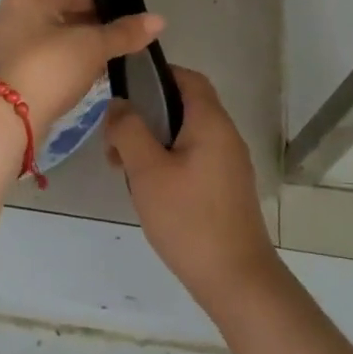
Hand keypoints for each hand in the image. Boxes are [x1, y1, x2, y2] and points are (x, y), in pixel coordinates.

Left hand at [0, 0, 164, 130]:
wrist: (8, 120)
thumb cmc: (50, 68)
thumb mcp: (93, 46)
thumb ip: (125, 32)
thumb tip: (159, 19)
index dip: (106, 9)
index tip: (128, 28)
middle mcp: (14, 15)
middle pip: (66, 17)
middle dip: (94, 32)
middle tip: (121, 49)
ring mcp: (9, 45)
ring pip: (56, 41)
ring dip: (82, 52)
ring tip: (108, 66)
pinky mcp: (10, 73)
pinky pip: (46, 62)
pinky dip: (66, 67)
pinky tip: (86, 81)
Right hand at [107, 66, 278, 309]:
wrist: (236, 278)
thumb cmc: (189, 219)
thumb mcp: (147, 171)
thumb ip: (129, 130)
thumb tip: (118, 103)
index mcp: (210, 122)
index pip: (187, 78)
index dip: (156, 75)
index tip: (124, 90)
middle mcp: (225, 135)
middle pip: (184, 106)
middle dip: (147, 115)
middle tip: (116, 140)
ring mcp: (229, 163)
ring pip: (186, 135)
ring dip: (154, 142)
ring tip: (125, 168)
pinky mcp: (226, 188)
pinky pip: (194, 158)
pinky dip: (169, 161)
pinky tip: (149, 188)